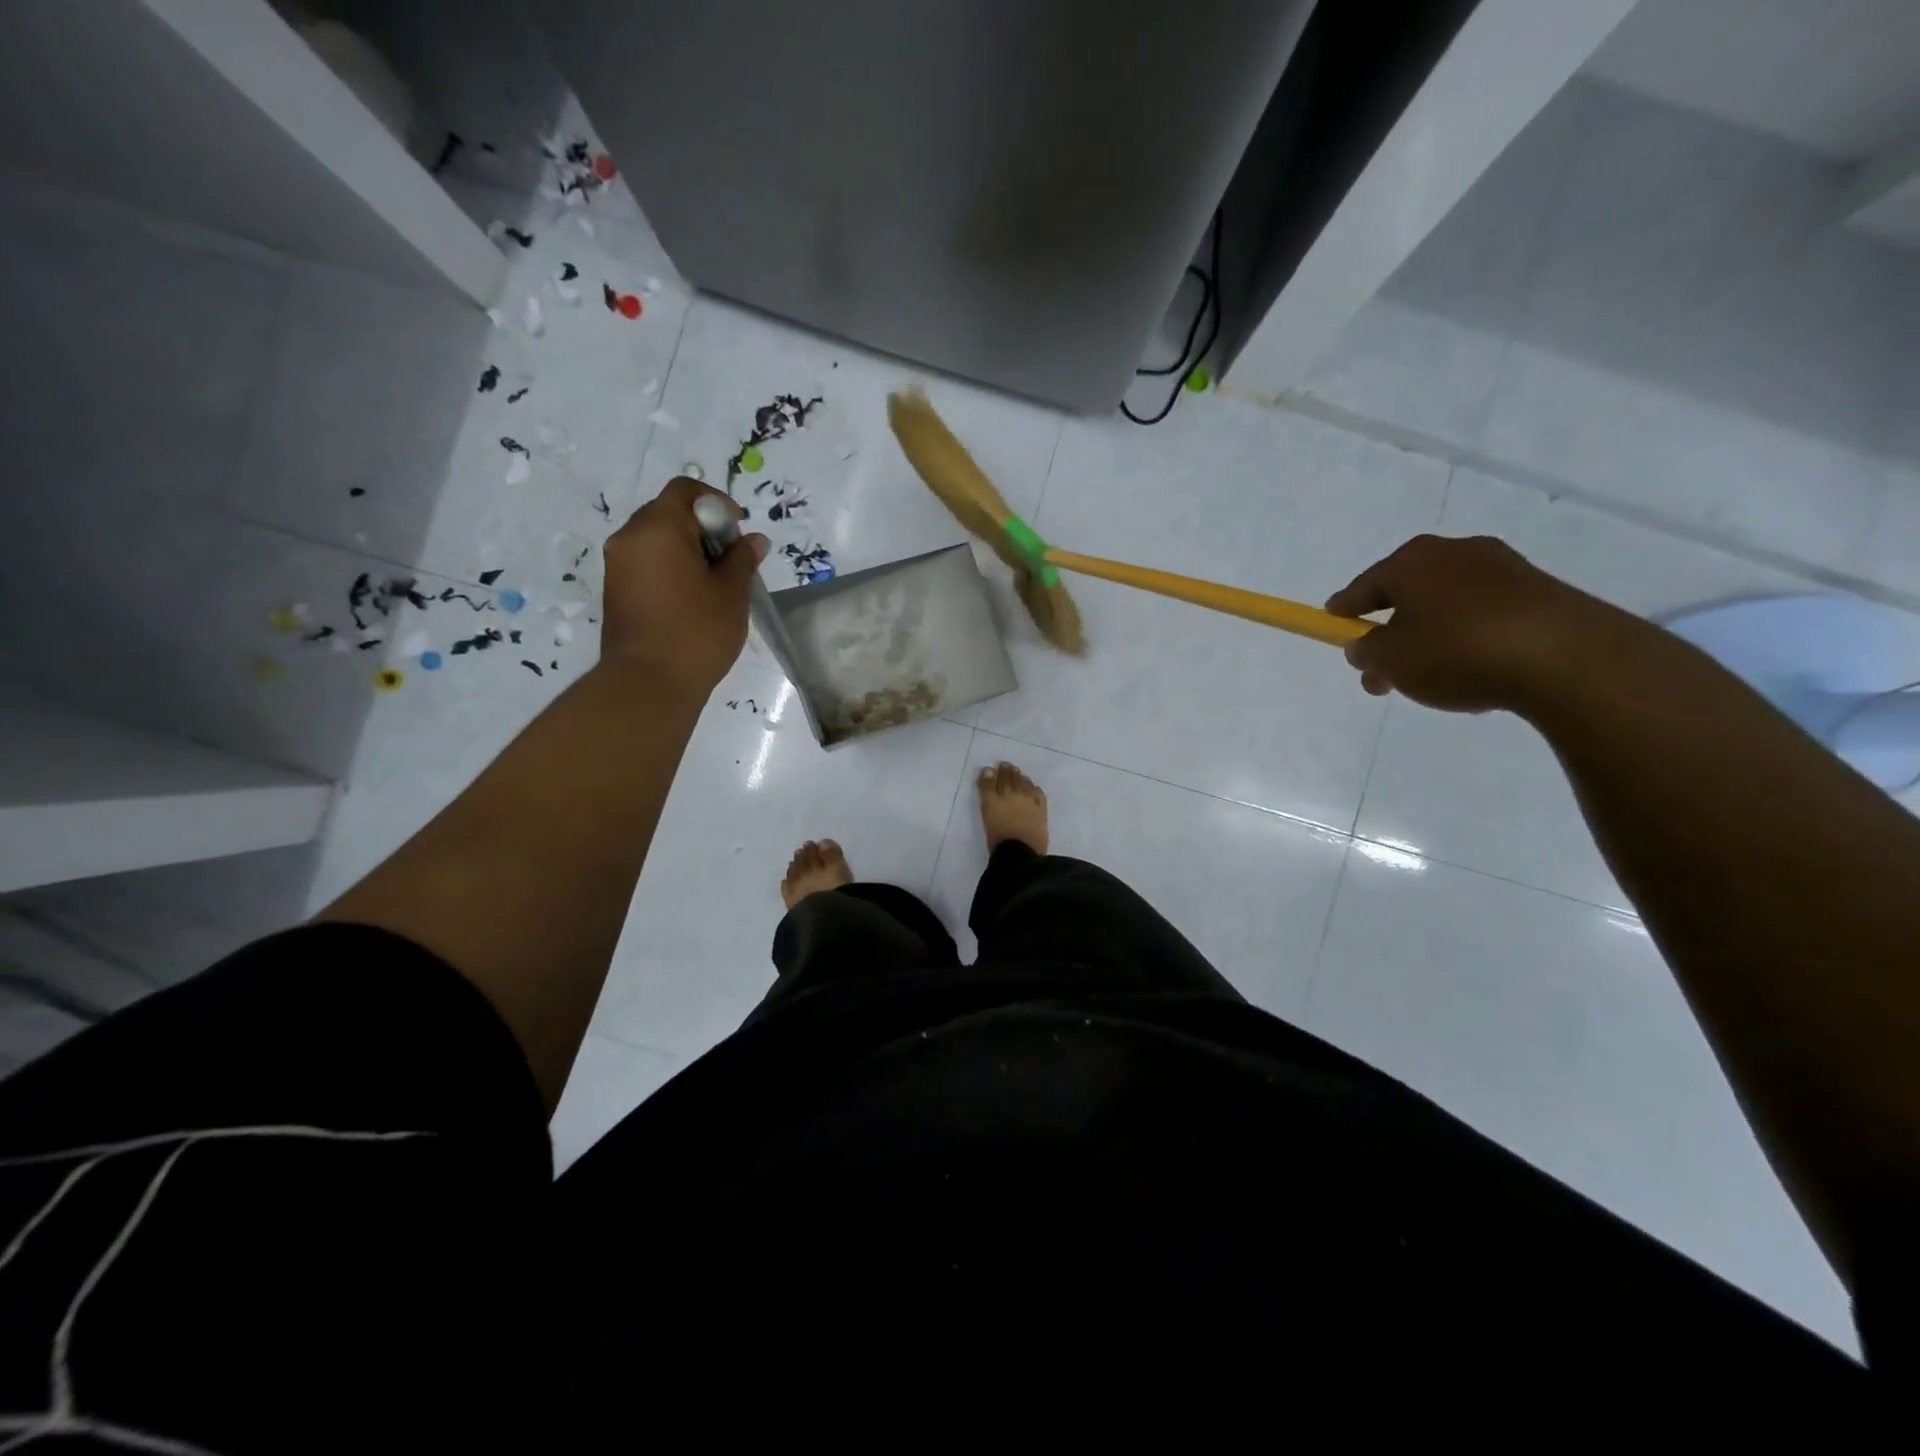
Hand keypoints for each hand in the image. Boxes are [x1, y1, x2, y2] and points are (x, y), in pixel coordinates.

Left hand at [600, 477, 768, 690]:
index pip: (685, 490)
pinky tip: (692, 598)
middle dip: (702, 528)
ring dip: (686, 549)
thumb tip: (753, 541)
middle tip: (730, 559)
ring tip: (714, 582)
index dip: (716, 502)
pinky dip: (670, 567)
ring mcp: (617, 565)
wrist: (648, 682)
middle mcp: (629, 537)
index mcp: (658, 527)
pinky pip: (646, 563)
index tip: (738, 529)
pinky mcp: (615, 590)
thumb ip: (743, 559)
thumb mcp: (732, 593)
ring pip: (656, 539)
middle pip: (668, 512)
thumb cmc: (697, 631)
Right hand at [1325, 534, 1613, 713]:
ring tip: (1430, 680)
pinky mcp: (1540, 591)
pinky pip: (1484, 615)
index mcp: (1411, 561)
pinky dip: (1468, 638)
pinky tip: (1473, 671)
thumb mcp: (1391, 661)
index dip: (1343, 611)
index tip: (1333, 627)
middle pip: (1406, 595)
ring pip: (1446, 606)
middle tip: (1381, 673)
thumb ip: (1366, 652)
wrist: (1566, 658)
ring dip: (1429, 638)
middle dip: (1389, 633)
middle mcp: (1455, 552)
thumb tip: (1366, 645)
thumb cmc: (1457, 651)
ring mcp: (1503, 568)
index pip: (1363, 587)